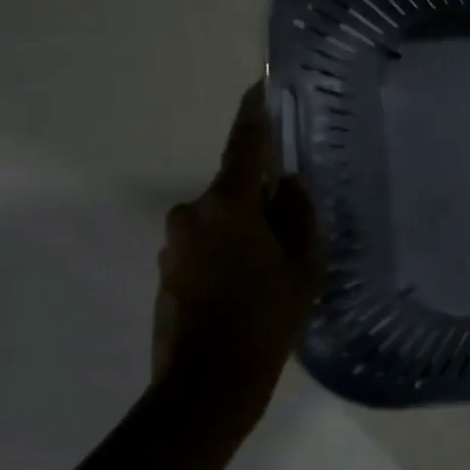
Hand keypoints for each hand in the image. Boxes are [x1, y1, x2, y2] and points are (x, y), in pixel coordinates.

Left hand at [153, 84, 319, 413]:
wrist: (208, 383)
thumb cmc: (266, 317)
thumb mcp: (303, 266)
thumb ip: (299, 216)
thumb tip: (288, 185)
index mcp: (228, 205)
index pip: (245, 144)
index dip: (254, 113)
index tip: (260, 85)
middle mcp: (192, 214)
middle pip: (234, 190)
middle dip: (262, 201)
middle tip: (294, 232)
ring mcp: (174, 244)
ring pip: (221, 222)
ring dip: (246, 233)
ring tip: (275, 272)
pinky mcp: (167, 271)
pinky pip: (207, 246)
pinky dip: (229, 255)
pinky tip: (250, 290)